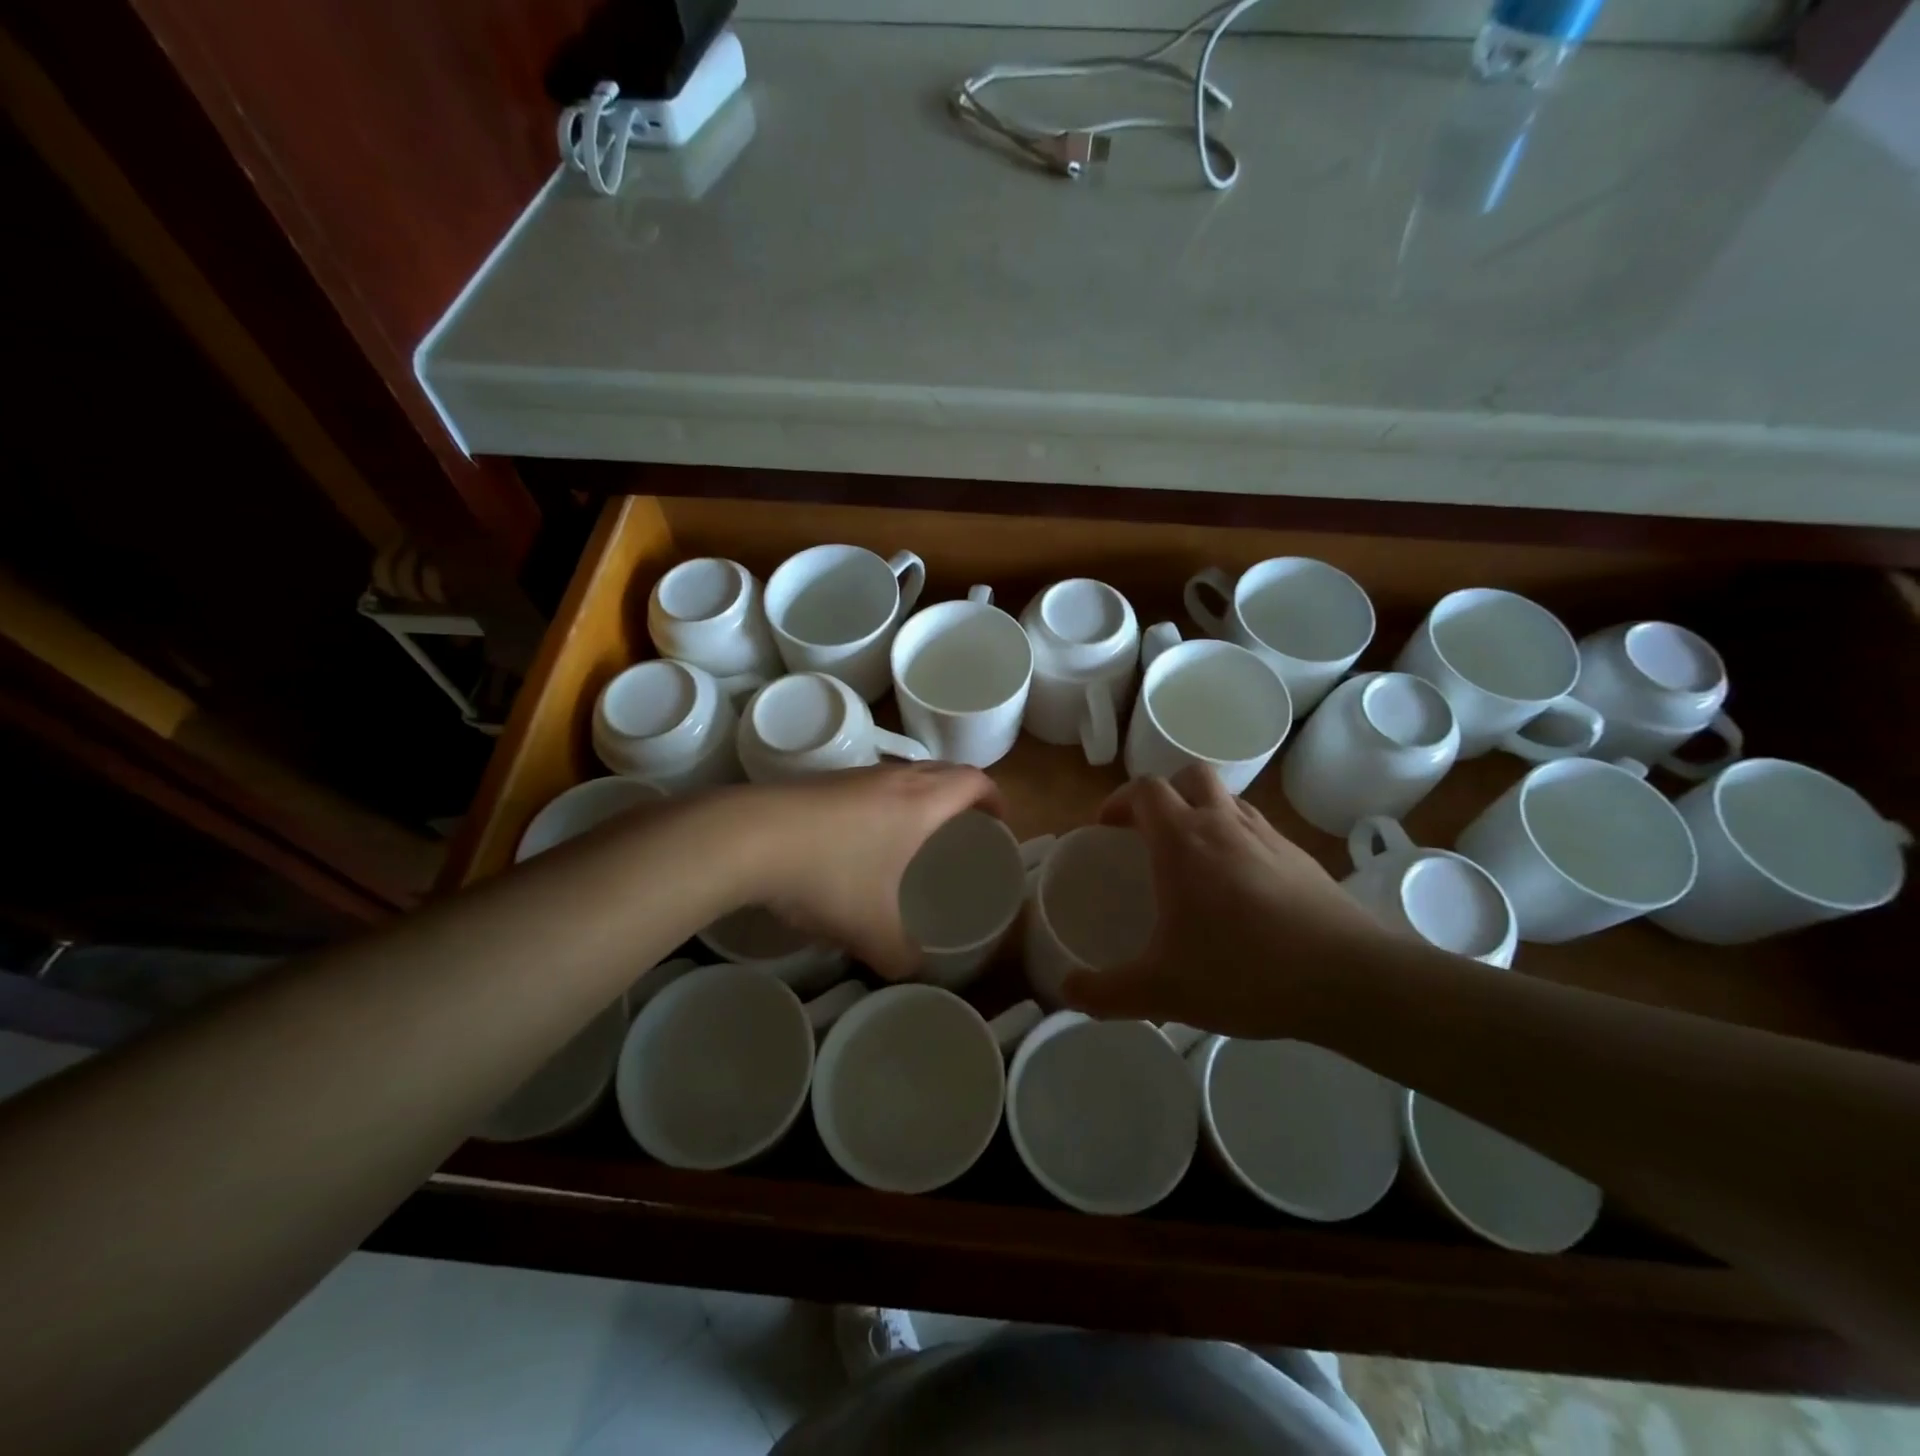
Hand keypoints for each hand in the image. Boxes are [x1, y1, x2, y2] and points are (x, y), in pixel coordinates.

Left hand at [740, 764, 1004, 979]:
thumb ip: (902, 957)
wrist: (749, 837)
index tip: (999, 824)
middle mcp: (894, 778)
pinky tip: (863, 840)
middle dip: (963, 796)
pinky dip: (885, 802)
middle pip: (944, 771)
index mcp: (922, 802)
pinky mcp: (822, 781)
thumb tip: (913, 971)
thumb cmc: (829, 874)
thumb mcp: (872, 930)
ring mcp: (855, 774)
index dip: (996, 799)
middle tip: (964, 832)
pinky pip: (871, 784)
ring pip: (905, 774)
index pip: (976, 780)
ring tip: (917, 836)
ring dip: (921, 796)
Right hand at [1060, 766, 1395, 1038]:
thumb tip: (1067, 992)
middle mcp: (1224, 824)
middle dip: (1166, 794)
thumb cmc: (1243, 971)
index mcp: (1183, 840)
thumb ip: (1106, 992)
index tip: (1108, 828)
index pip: (1145, 789)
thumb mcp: (1162, 990)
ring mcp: (1269, 837)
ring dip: (1205, 814)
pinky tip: (1242, 893)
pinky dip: (1240, 842)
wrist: (1349, 979)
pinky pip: (1259, 832)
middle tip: (1151, 834)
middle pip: (1191, 776)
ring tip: (1196, 861)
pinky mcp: (1303, 859)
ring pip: (1229, 800)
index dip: (1121, 800)